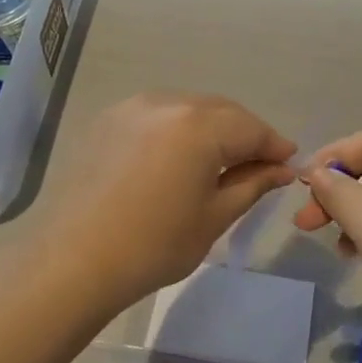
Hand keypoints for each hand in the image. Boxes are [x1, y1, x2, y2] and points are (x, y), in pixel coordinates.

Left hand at [34, 94, 295, 314]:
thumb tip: (282, 170)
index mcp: (199, 125)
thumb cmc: (153, 245)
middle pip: (221, 112)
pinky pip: (158, 115)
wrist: (72, 261)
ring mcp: (133, 107)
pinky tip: (177, 158)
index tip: (289, 164)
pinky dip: (177, 130)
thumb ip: (253, 184)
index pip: (252, 128)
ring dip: (211, 129)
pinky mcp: (108, 119)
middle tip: (259, 165)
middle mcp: (168, 102)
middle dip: (245, 134)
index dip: (274, 146)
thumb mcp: (214, 217)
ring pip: (189, 109)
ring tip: (219, 162)